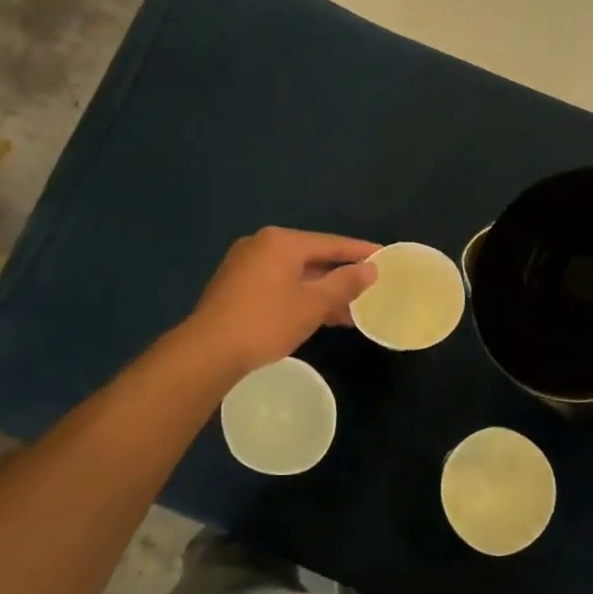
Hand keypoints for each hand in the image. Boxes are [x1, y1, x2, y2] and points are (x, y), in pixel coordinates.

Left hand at [184, 227, 379, 376]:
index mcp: (281, 242)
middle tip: (369, 288)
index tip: (384, 257)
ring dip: (321, 291)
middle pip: (311, 257)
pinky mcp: (235, 286)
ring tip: (349, 312)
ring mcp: (245, 265)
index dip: (359, 252)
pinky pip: (278, 284)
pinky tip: (316, 316)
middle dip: (340, 276)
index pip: (330, 243)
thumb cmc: (265, 322)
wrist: (208, 352)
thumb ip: (344, 284)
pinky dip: (299, 296)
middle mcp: (261, 245)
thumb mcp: (312, 304)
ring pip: (294, 274)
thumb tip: (370, 269)